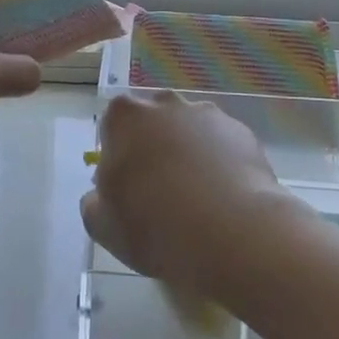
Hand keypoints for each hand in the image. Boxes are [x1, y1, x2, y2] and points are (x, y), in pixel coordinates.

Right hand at [81, 90, 294, 300]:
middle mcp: (165, 104)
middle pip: (153, 121)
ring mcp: (208, 114)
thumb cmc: (154, 225)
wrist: (231, 234)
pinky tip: (224, 198)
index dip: (118, 154)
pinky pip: (222, 145)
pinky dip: (220, 163)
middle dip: (154, 146)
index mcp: (124, 117)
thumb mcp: (101, 225)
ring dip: (189, 153)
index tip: (126, 185)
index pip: (113, 124)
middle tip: (160, 191)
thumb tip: (103, 194)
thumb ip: (95, 200)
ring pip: (190, 130)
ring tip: (198, 198)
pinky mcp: (243, 132)